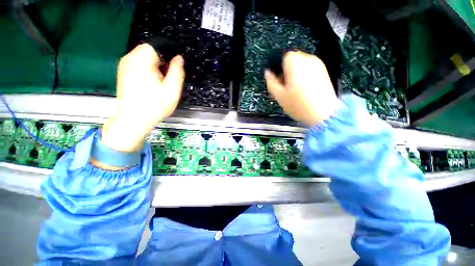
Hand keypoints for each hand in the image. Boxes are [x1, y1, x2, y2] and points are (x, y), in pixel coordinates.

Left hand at [102, 44, 184, 152]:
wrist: (133, 120)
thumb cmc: (155, 106)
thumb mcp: (172, 90)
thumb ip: (177, 72)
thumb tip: (179, 58)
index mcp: (141, 61)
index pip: (155, 46)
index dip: (166, 57)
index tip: (170, 72)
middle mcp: (129, 60)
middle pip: (149, 52)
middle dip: (160, 63)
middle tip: (164, 81)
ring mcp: (124, 66)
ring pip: (144, 59)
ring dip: (154, 68)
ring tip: (157, 85)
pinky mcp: (123, 74)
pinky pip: (138, 66)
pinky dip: (146, 72)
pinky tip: (149, 87)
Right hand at [265, 51, 339, 126]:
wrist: (323, 114)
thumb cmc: (300, 106)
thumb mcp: (279, 96)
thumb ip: (271, 82)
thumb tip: (267, 73)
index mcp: (295, 64)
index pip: (284, 56)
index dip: (279, 68)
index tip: (279, 79)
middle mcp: (308, 61)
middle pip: (293, 60)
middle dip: (287, 71)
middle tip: (286, 86)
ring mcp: (318, 66)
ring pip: (301, 65)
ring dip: (295, 74)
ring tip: (295, 89)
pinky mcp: (323, 72)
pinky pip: (309, 70)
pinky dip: (304, 76)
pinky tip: (304, 89)